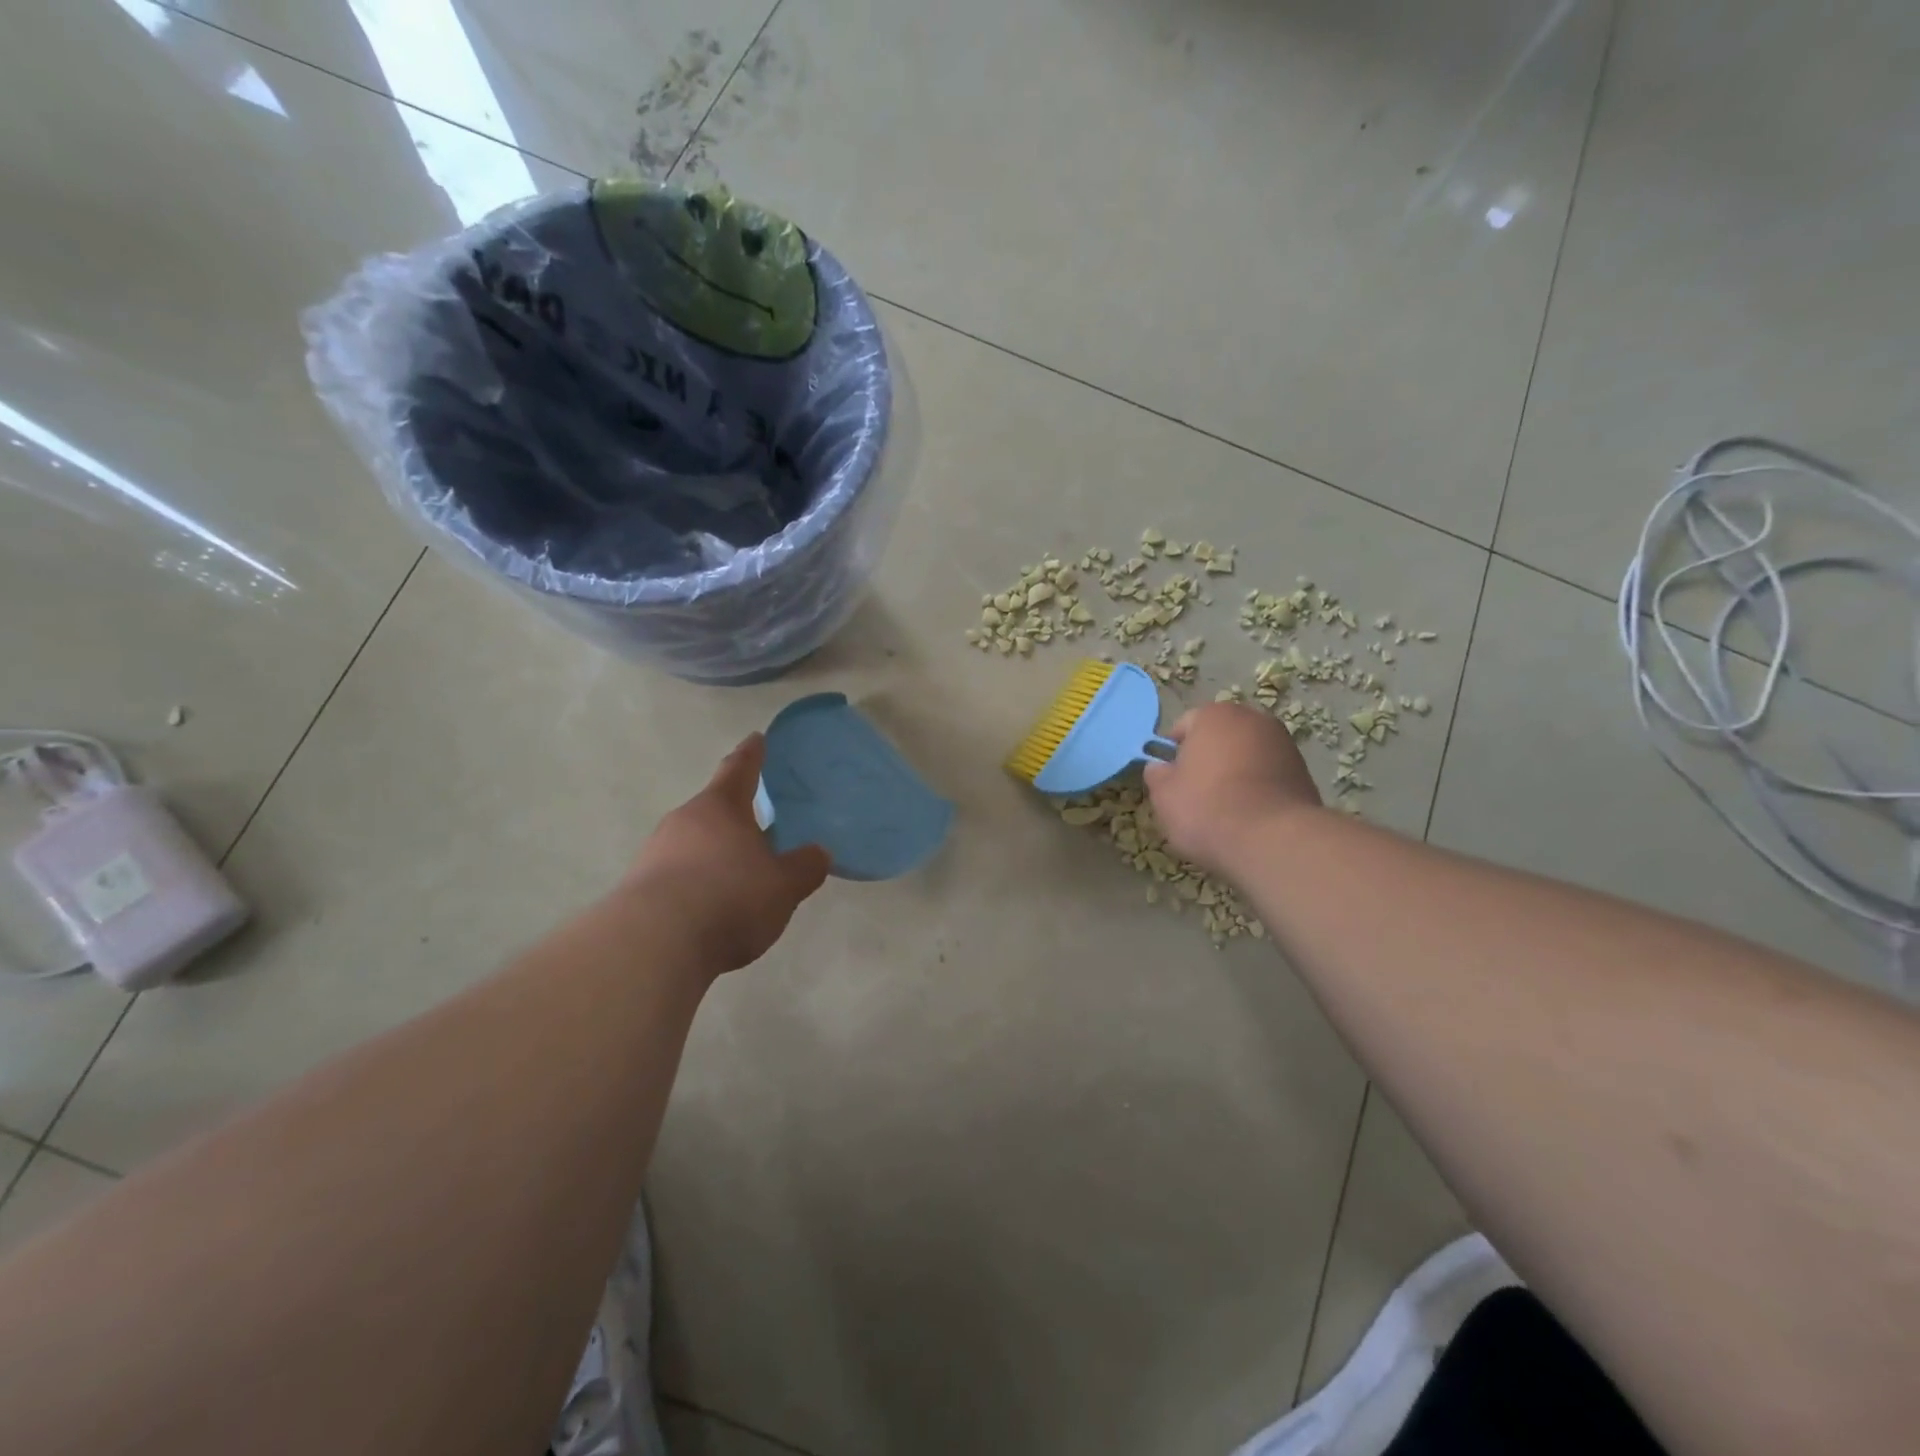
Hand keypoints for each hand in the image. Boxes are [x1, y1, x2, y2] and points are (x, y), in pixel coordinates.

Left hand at [626, 735, 831, 972]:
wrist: (655, 945)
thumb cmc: (730, 898)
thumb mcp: (784, 885)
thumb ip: (804, 867)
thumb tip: (819, 853)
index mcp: (721, 807)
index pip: (739, 770)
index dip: (752, 754)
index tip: (756, 738)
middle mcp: (684, 821)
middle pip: (713, 810)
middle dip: (734, 816)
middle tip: (758, 826)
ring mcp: (655, 853)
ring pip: (693, 843)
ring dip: (714, 854)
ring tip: (737, 878)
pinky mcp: (638, 889)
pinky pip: (677, 875)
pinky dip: (696, 883)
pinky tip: (711, 909)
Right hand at [1144, 703, 1322, 874]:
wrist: (1273, 841)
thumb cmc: (1207, 809)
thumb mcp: (1163, 795)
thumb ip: (1157, 775)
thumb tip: (1160, 768)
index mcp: (1214, 715)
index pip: (1183, 727)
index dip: (1173, 754)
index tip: (1171, 781)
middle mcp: (1252, 719)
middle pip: (1219, 738)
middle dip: (1207, 761)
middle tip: (1195, 796)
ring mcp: (1283, 744)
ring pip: (1245, 757)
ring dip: (1234, 775)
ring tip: (1225, 811)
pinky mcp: (1303, 772)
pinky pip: (1267, 776)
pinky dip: (1257, 790)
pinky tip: (1249, 817)